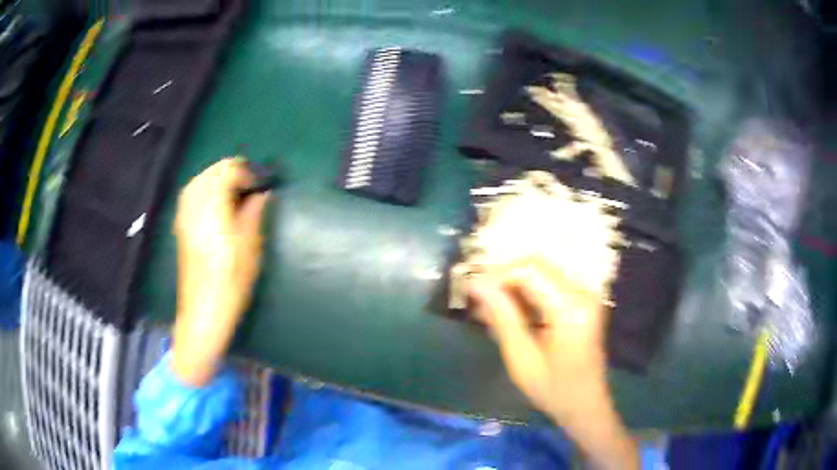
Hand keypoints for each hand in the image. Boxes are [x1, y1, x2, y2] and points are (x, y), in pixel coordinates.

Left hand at [172, 158, 269, 386]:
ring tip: (235, 189)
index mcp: (212, 209)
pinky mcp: (181, 226)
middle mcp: (194, 207)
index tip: (262, 183)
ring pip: (199, 181)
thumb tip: (262, 193)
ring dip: (217, 178)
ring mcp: (185, 216)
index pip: (227, 172)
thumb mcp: (250, 247)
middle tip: (251, 184)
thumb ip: (254, 213)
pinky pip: (191, 194)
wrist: (204, 310)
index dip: (247, 172)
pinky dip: (205, 188)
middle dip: (232, 171)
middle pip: (211, 172)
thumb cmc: (231, 282)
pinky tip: (216, 201)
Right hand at [469, 258, 638, 469]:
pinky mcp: (581, 300)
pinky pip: (548, 284)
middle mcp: (582, 292)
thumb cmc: (554, 389)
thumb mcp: (522, 359)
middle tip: (477, 298)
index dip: (496, 274)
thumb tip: (475, 284)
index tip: (470, 289)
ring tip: (488, 307)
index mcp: (571, 308)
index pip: (529, 270)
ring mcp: (585, 294)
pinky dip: (525, 293)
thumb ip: (502, 317)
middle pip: (536, 265)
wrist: (586, 404)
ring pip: (540, 271)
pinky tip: (507, 311)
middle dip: (502, 277)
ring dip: (512, 284)